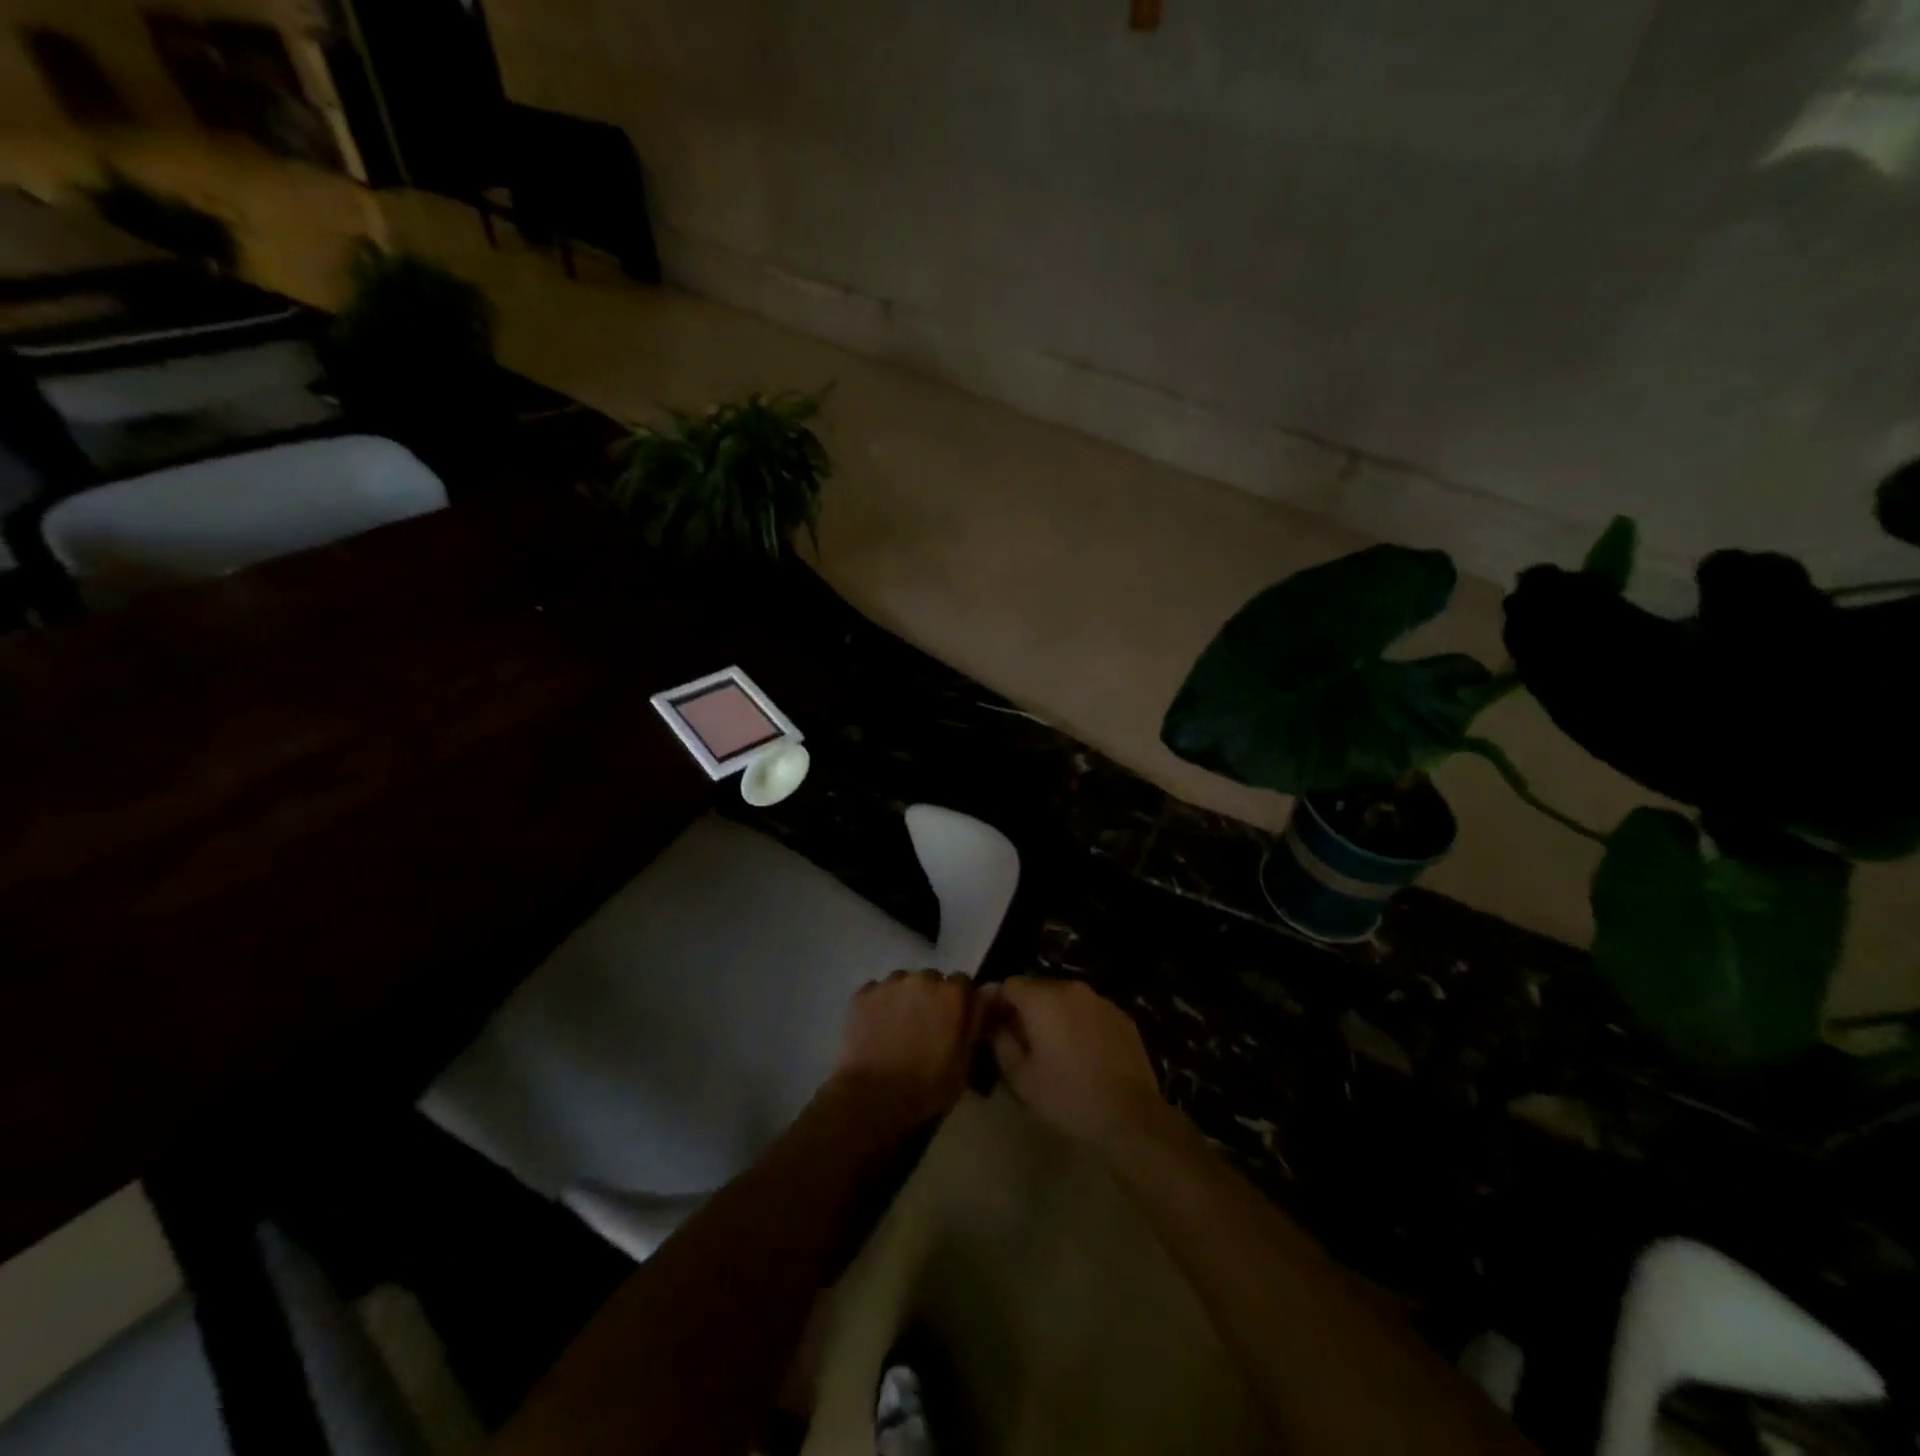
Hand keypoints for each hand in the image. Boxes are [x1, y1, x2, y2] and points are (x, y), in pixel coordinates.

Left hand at [830, 970, 982, 1134]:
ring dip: (904, 997)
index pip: (963, 982)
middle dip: (931, 997)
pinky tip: (876, 1027)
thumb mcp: (964, 1062)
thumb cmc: (927, 1086)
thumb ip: (974, 1025)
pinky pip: (877, 991)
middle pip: (931, 979)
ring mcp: (890, 983)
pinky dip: (879, 1004)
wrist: (874, 1096)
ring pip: (902, 982)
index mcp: (952, 995)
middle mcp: (923, 979)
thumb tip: (979, 1003)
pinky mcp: (863, 993)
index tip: (953, 1019)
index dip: (958, 1000)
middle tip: (924, 1025)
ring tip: (897, 1025)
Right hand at [984, 977, 1166, 1149]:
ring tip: (1050, 1046)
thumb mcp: (1021, 1076)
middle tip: (1018, 1039)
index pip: (1008, 984)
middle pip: (1037, 988)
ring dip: (1052, 1014)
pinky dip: (1077, 1022)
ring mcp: (1100, 1000)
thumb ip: (1000, 1041)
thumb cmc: (1068, 1096)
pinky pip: (1088, 1010)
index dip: (996, 1002)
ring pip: (1064, 998)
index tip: (990, 1024)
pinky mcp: (1121, 1015)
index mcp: (1043, 998)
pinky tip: (1080, 1052)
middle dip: (1023, 1008)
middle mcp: (1071, 988)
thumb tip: (993, 1023)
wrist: (1130, 1115)